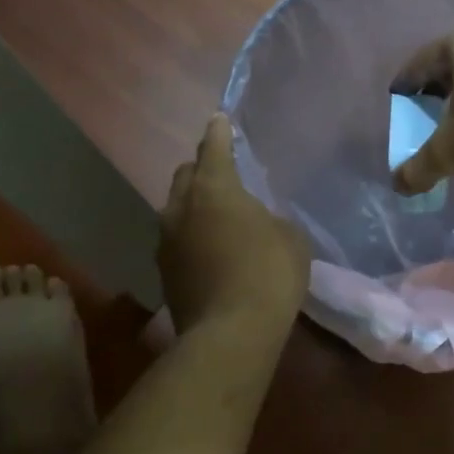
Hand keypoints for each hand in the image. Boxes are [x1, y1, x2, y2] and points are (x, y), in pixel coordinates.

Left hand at [160, 115, 310, 337]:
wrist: (230, 334)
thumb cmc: (268, 274)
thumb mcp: (290, 239)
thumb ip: (271, 219)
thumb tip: (258, 223)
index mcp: (214, 188)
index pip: (213, 148)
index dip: (218, 132)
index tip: (218, 120)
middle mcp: (181, 207)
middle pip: (185, 175)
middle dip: (201, 169)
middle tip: (221, 176)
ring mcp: (166, 241)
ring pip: (175, 210)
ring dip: (192, 207)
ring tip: (214, 217)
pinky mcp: (163, 272)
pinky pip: (176, 241)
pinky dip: (190, 238)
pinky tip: (208, 252)